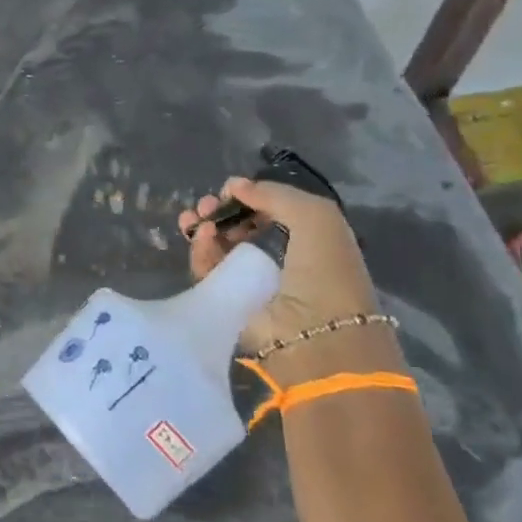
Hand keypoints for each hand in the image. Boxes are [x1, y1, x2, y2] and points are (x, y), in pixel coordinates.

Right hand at [178, 178, 384, 379]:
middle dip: (220, 211)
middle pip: (238, 228)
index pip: (269, 213)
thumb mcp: (316, 217)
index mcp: (306, 241)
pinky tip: (203, 236)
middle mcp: (278, 260)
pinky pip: (208, 269)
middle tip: (206, 204)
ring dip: (204, 228)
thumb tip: (235, 186)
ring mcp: (251, 282)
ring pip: (218, 248)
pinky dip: (201, 250)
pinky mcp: (228, 301)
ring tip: (196, 218)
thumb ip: (276, 194)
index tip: (230, 191)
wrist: (315, 335)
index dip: (249, 199)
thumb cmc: (325, 271)